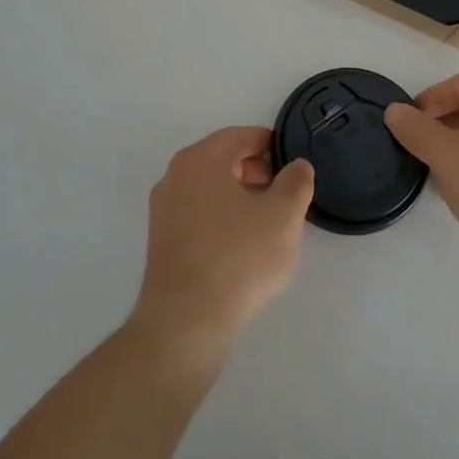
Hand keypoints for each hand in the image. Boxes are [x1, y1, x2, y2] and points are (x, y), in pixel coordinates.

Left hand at [130, 128, 313, 365]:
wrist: (185, 322)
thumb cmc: (238, 258)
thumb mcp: (283, 216)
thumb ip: (296, 183)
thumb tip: (297, 166)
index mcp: (200, 159)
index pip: (240, 136)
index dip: (270, 144)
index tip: (292, 161)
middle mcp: (175, 175)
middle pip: (222, 159)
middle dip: (255, 169)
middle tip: (284, 191)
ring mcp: (164, 209)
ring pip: (209, 187)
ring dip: (239, 194)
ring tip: (267, 220)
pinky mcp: (161, 240)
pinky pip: (197, 213)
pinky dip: (221, 216)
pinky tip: (241, 243)